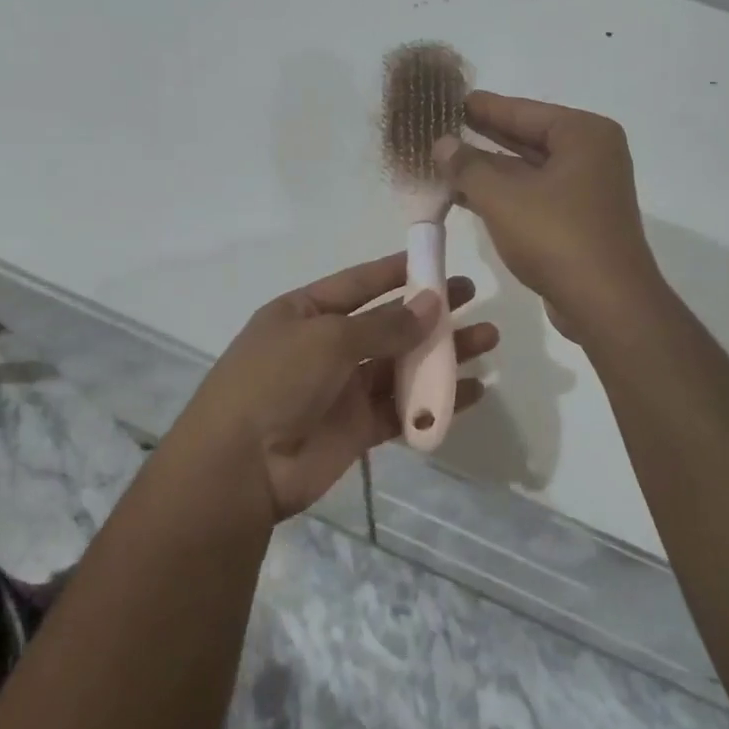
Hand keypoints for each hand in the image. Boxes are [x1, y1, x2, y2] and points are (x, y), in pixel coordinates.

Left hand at [178, 253, 497, 520]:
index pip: (360, 283)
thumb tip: (432, 303)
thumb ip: (384, 324)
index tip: (438, 260)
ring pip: (402, 365)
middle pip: (388, 323)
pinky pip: (403, 408)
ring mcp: (343, 389)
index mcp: (306, 313)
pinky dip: (436, 401)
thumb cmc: (276, 382)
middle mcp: (326, 347)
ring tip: (488, 340)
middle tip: (473, 298)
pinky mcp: (358, 428)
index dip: (398, 271)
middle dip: (430, 311)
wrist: (240, 467)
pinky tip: (472, 392)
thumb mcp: (328, 339)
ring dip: (443, 354)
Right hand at [436, 92, 663, 339]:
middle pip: (527, 138)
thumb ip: (468, 166)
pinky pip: (534, 196)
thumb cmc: (556, 237)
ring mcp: (587, 191)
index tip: (449, 97)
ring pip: (528, 171)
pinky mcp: (579, 222)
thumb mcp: (502, 197)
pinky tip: (466, 196)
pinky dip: (503, 195)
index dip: (483, 106)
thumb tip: (443, 143)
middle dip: (483, 136)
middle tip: (442, 126)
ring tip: (444, 161)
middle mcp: (591, 155)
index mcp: (583, 134)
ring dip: (489, 170)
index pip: (523, 110)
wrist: (606, 304)